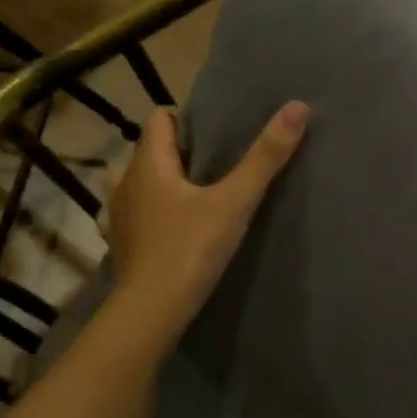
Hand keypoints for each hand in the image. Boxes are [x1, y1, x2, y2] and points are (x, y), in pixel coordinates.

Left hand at [105, 101, 308, 345]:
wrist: (153, 311)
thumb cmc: (191, 249)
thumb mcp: (236, 202)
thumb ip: (265, 157)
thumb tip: (298, 107)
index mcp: (148, 163)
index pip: (160, 119)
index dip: (188, 120)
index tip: (219, 134)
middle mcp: (125, 182)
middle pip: (153, 152)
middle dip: (182, 154)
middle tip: (220, 167)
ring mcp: (118, 215)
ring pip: (143, 184)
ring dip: (166, 185)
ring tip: (199, 199)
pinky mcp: (121, 245)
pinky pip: (137, 216)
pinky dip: (154, 215)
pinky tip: (175, 229)